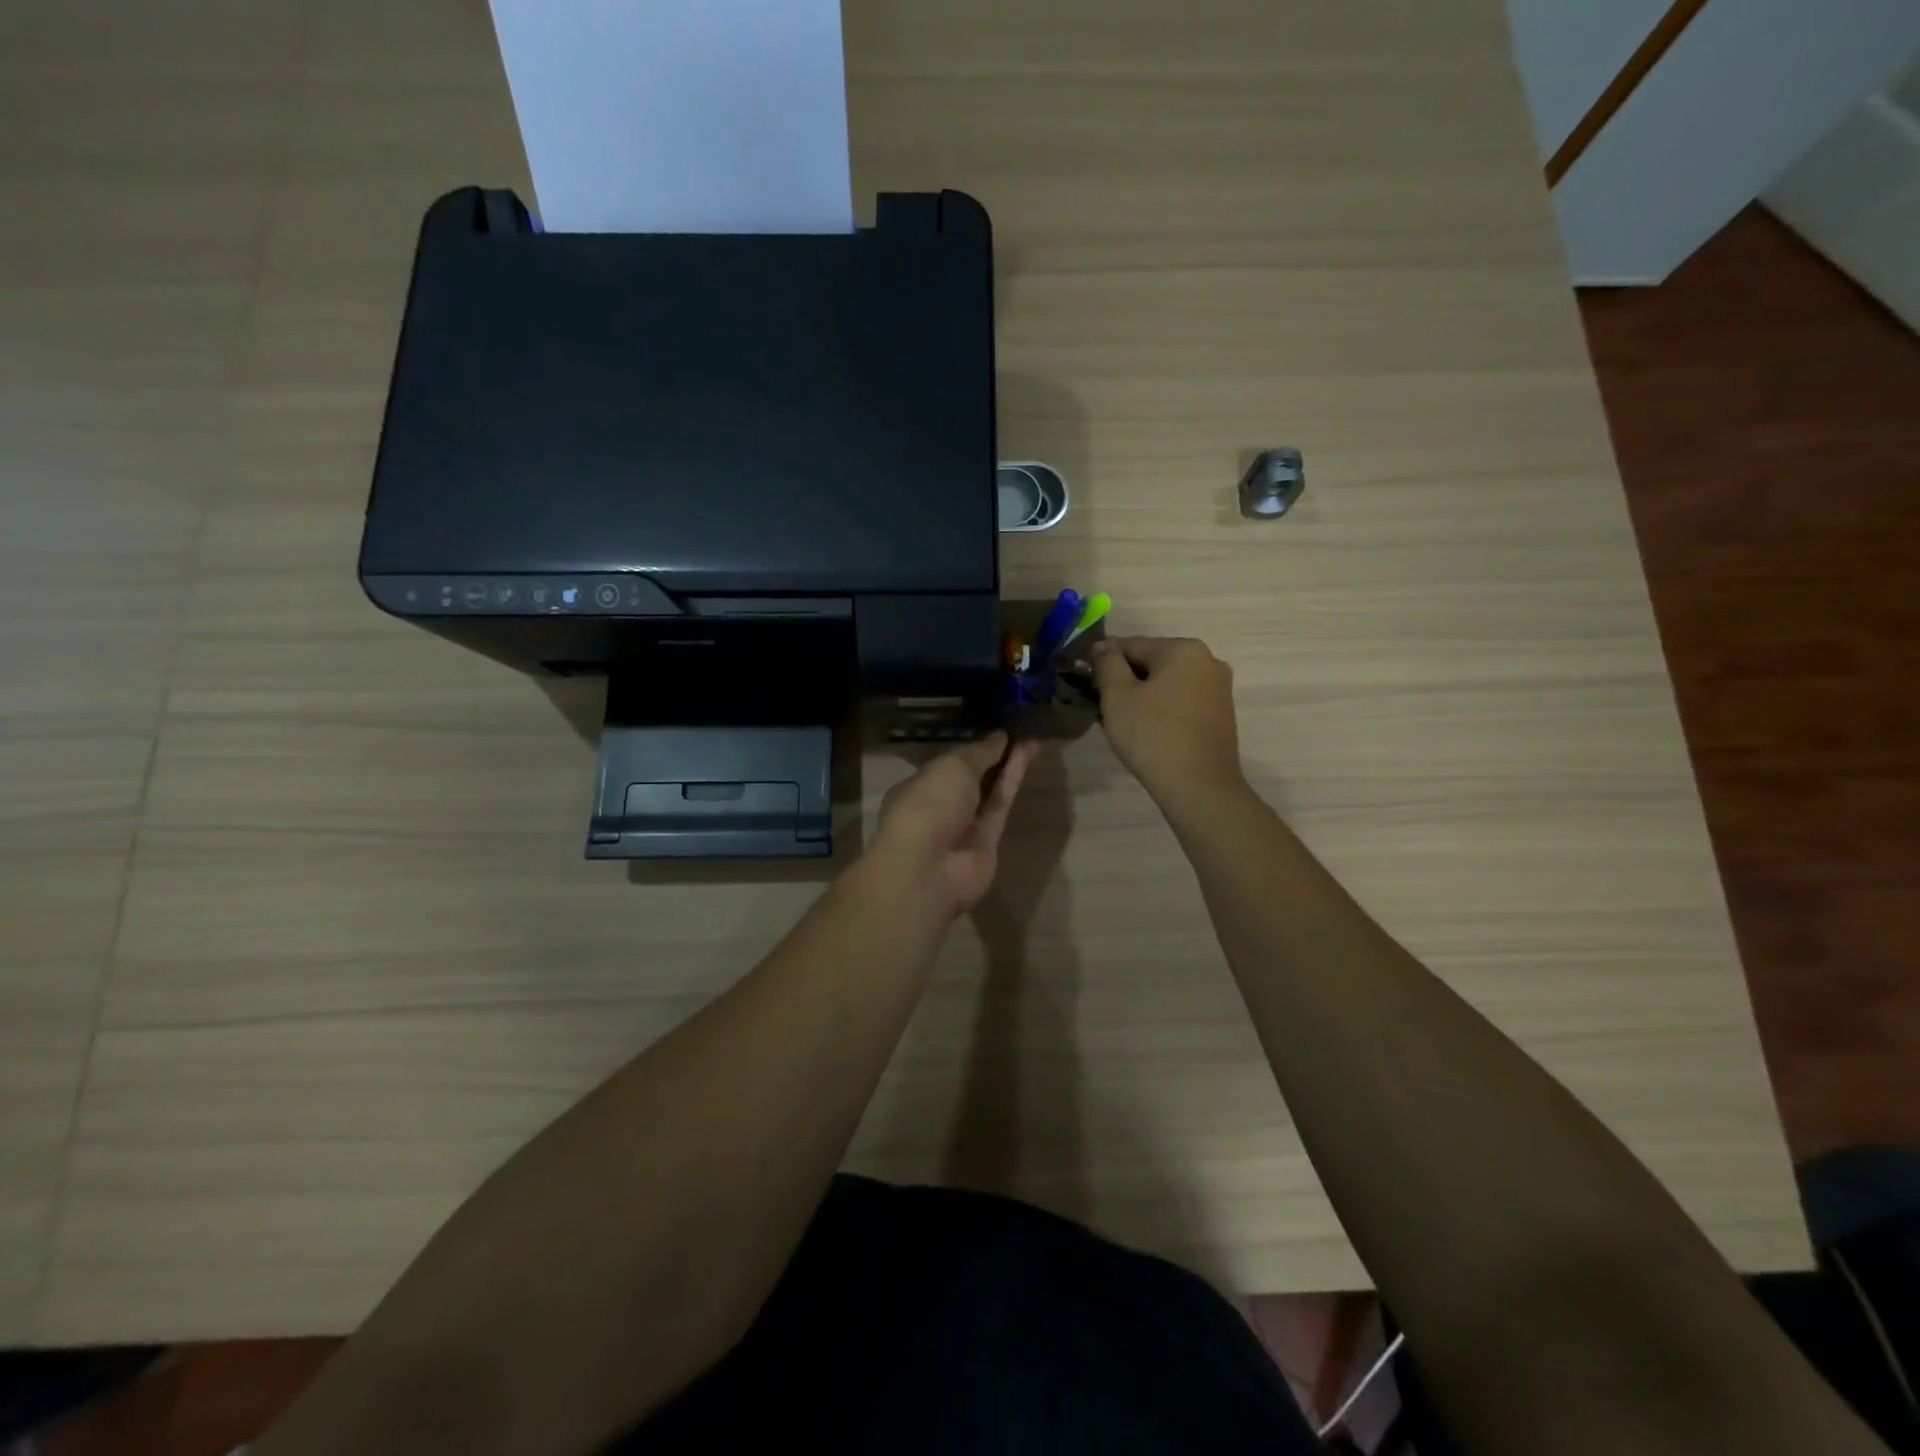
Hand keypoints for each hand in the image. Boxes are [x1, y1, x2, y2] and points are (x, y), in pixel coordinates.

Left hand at [868, 732, 1042, 918]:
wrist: (929, 868)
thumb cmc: (929, 805)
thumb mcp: (952, 767)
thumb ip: (979, 752)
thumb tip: (999, 737)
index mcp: (918, 786)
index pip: (947, 764)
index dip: (972, 748)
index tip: (996, 731)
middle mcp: (939, 806)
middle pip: (970, 778)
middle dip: (992, 756)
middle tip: (1019, 732)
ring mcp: (964, 826)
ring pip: (989, 790)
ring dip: (1008, 765)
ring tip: (1030, 738)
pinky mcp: (988, 840)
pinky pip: (1001, 804)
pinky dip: (1013, 780)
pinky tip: (1027, 754)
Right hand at [1091, 636, 1244, 805]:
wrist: (1199, 786)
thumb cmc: (1152, 735)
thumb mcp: (1118, 696)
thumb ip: (1107, 663)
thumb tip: (1102, 646)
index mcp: (1183, 649)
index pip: (1131, 645)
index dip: (1102, 660)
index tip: (1083, 679)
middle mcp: (1208, 660)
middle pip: (1152, 662)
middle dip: (1125, 679)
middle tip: (1101, 704)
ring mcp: (1219, 688)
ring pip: (1168, 682)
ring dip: (1143, 694)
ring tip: (1122, 720)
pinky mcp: (1221, 713)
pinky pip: (1182, 700)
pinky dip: (1162, 707)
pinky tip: (1147, 729)